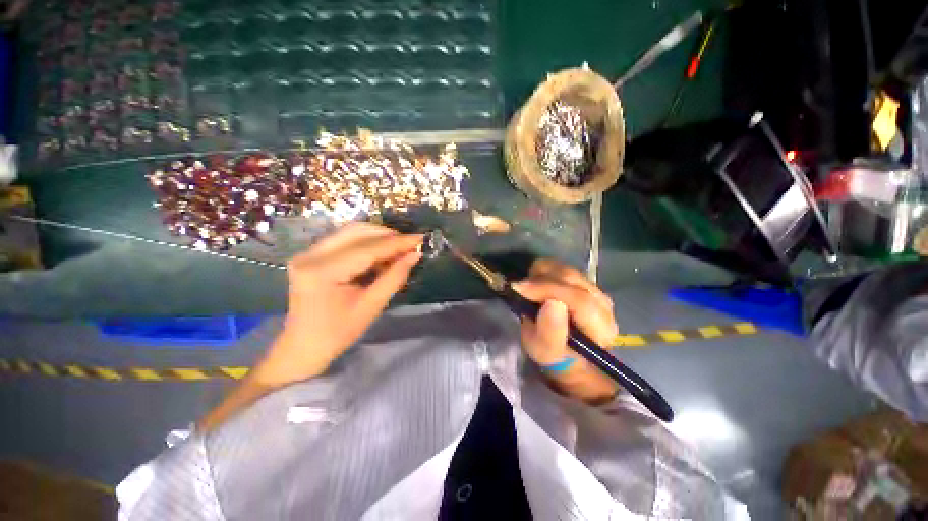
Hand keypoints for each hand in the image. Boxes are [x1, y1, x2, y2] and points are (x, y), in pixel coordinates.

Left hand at [254, 222, 422, 386]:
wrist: (304, 347)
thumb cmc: (338, 333)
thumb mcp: (372, 306)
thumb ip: (395, 277)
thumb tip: (415, 255)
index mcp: (323, 272)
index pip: (367, 249)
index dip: (397, 242)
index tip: (420, 238)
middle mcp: (311, 255)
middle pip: (357, 232)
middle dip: (388, 236)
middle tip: (410, 245)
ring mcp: (308, 253)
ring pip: (351, 232)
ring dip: (378, 238)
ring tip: (399, 250)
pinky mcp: (311, 255)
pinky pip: (345, 240)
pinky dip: (367, 244)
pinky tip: (381, 255)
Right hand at [512, 259, 619, 403]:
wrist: (569, 353)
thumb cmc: (556, 356)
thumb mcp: (546, 352)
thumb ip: (550, 331)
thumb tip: (551, 302)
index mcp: (600, 327)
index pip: (579, 299)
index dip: (547, 289)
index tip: (520, 288)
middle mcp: (604, 304)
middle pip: (572, 278)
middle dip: (541, 280)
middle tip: (520, 289)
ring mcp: (596, 290)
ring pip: (566, 270)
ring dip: (543, 275)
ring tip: (529, 289)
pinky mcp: (586, 282)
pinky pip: (563, 267)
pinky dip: (546, 271)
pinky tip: (539, 284)